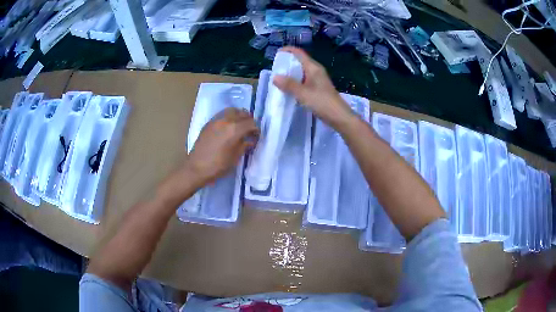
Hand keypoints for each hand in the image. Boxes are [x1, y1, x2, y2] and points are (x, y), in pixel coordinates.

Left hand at [184, 108, 258, 186]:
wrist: (196, 168)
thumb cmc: (218, 166)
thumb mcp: (235, 158)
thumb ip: (244, 146)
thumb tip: (250, 140)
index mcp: (235, 129)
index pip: (251, 123)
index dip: (256, 130)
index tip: (256, 136)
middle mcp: (226, 120)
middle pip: (242, 114)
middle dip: (249, 121)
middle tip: (249, 131)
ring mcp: (216, 120)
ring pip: (232, 111)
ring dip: (239, 116)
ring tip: (240, 125)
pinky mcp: (209, 123)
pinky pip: (222, 114)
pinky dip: (229, 117)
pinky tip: (228, 127)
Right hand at [273, 47, 354, 129]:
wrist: (339, 117)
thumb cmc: (322, 102)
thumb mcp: (303, 93)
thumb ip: (289, 85)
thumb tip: (275, 77)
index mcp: (313, 68)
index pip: (299, 53)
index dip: (288, 50)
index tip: (277, 53)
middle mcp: (316, 71)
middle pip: (300, 61)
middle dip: (288, 62)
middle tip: (276, 68)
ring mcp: (318, 80)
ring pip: (302, 72)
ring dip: (291, 73)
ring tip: (279, 78)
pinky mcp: (319, 89)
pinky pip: (304, 80)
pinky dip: (296, 81)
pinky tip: (289, 89)